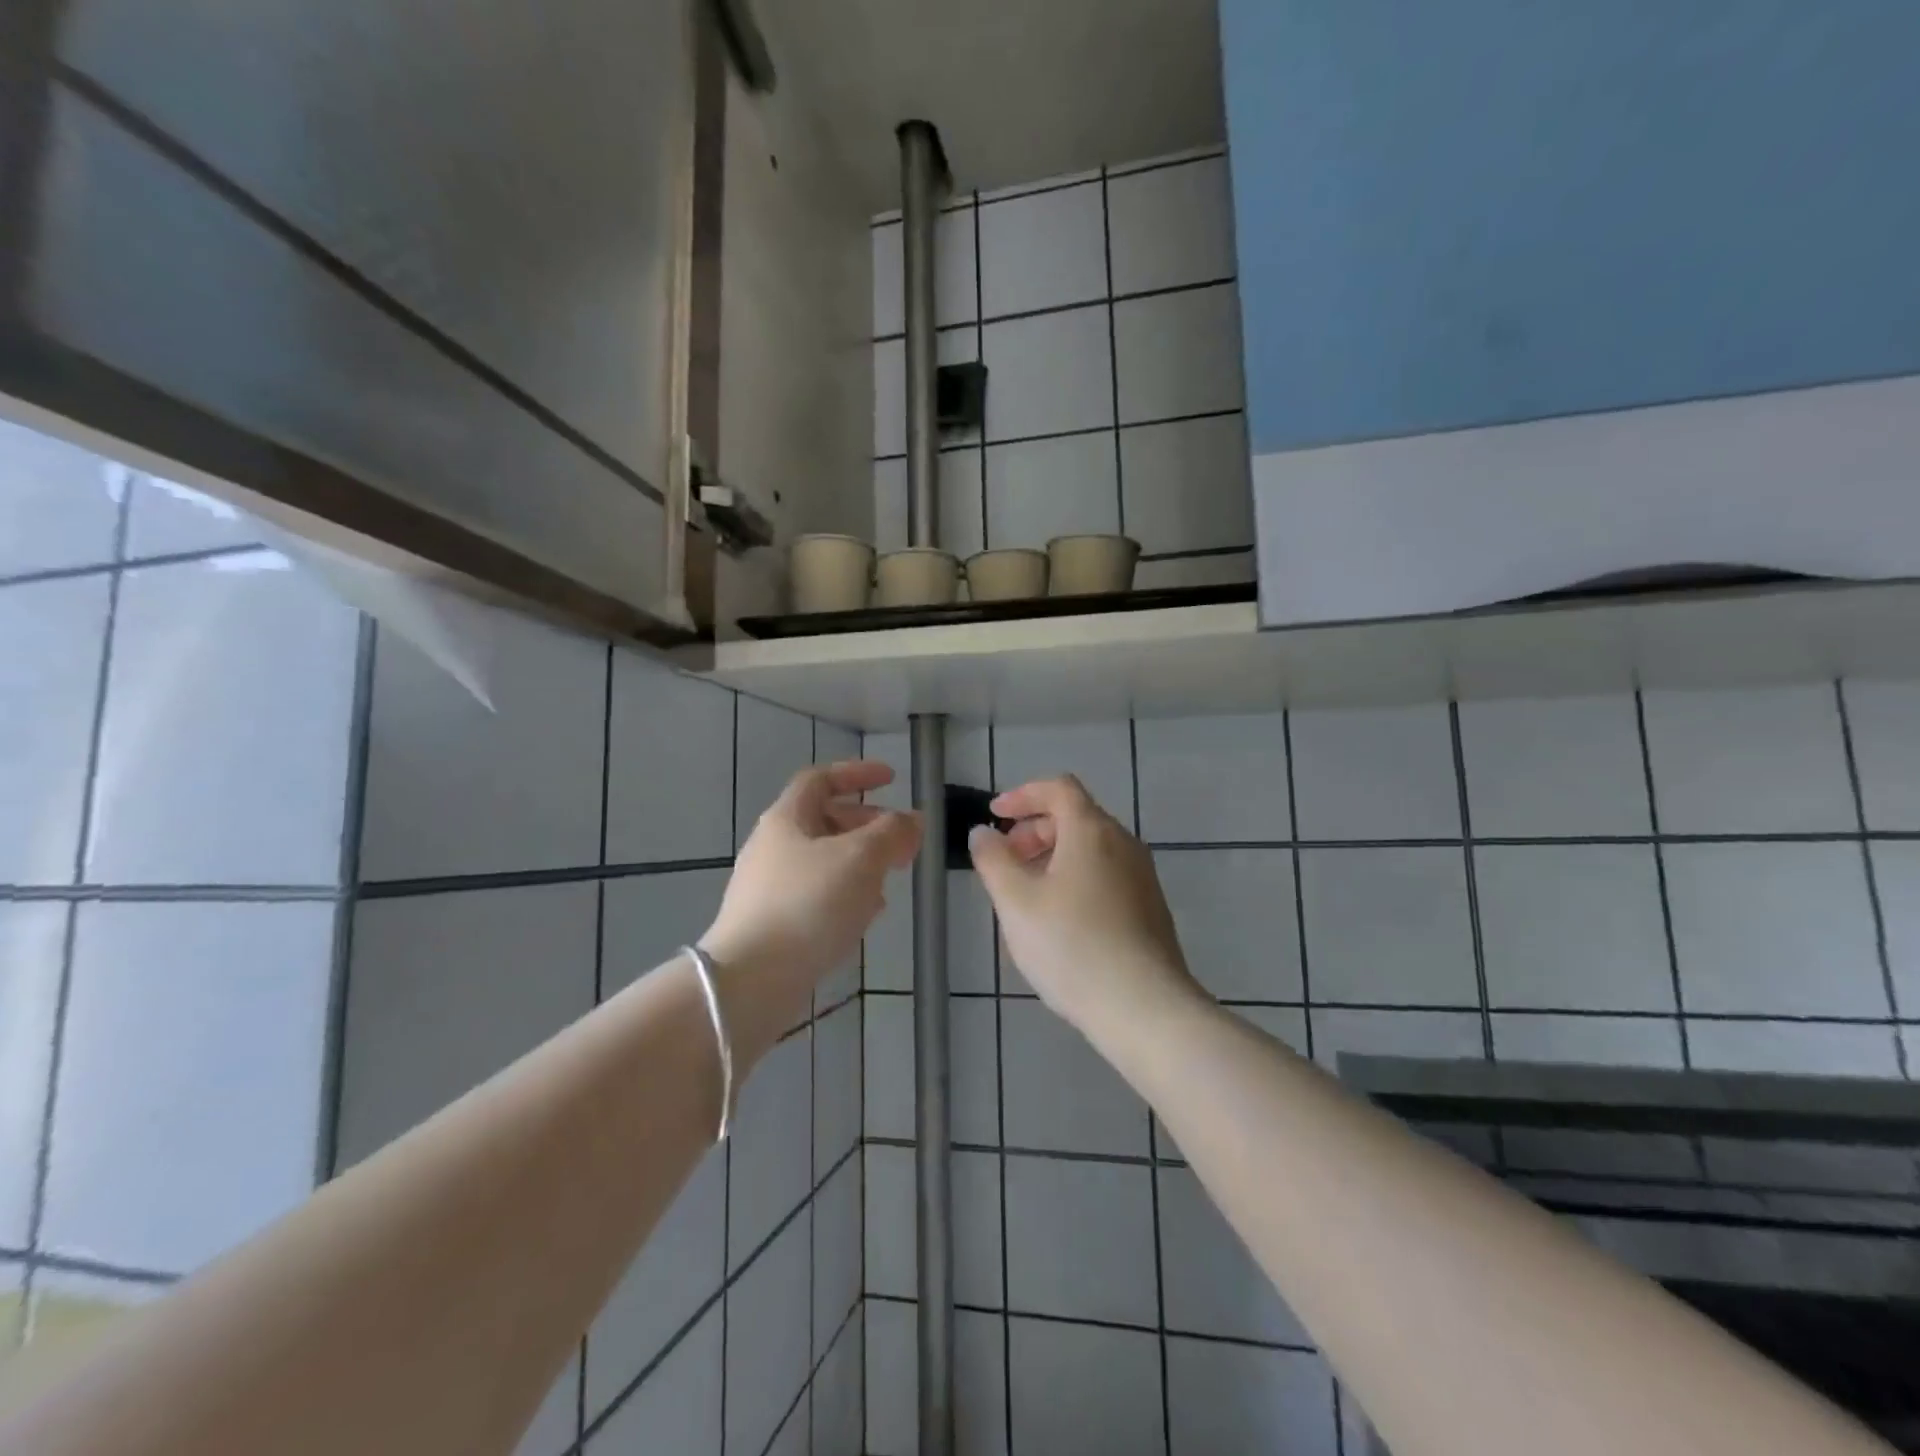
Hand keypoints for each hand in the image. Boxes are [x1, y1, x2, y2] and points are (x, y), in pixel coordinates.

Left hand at [701, 760, 920, 1047]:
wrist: (751, 980)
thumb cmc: (808, 904)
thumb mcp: (860, 858)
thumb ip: (892, 833)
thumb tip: (913, 820)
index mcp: (786, 819)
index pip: (820, 779)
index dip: (857, 773)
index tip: (892, 780)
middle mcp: (773, 847)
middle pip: (824, 820)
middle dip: (868, 824)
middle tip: (902, 840)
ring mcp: (769, 888)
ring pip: (824, 860)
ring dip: (861, 861)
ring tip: (891, 878)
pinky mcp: (773, 924)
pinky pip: (817, 894)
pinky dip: (846, 892)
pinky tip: (867, 914)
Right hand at [969, 775, 1203, 1039]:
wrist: (1145, 1008)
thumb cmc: (1072, 946)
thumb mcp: (1016, 902)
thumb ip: (993, 860)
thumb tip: (983, 833)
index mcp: (1092, 830)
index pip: (1058, 788)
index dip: (1022, 795)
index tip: (994, 816)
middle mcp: (1123, 843)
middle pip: (1075, 816)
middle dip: (1034, 830)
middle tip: (1005, 861)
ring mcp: (1142, 876)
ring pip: (1091, 848)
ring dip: (1053, 856)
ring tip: (1026, 894)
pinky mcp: (1150, 907)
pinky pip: (1105, 874)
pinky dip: (1075, 877)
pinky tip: (1059, 920)